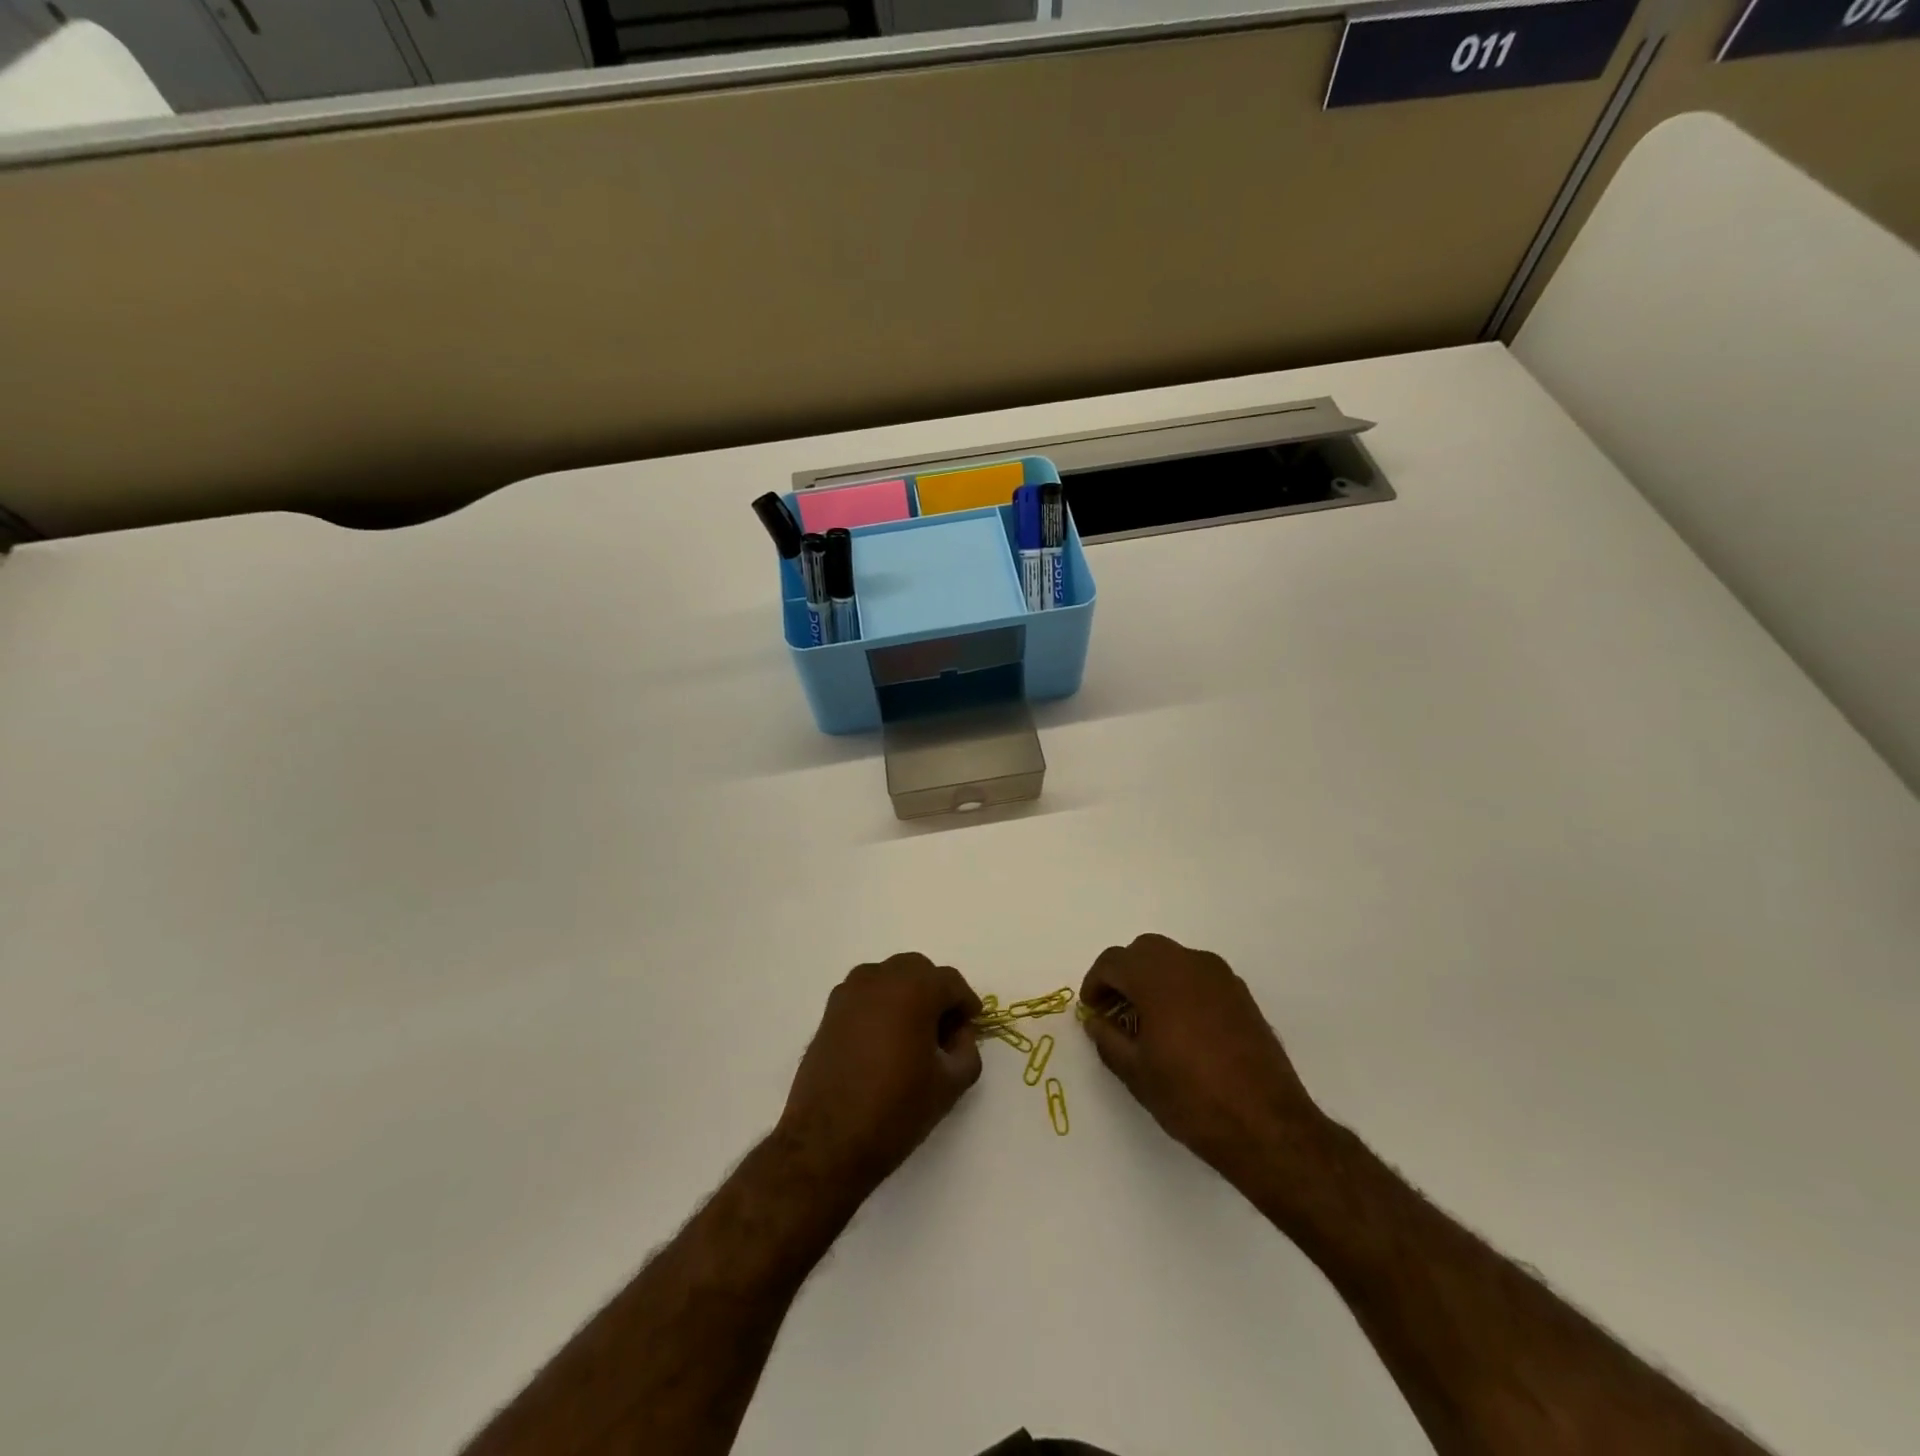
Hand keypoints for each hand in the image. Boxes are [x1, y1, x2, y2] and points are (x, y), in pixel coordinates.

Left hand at [779, 953, 983, 1195]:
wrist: (827, 1142)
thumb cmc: (895, 1110)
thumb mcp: (949, 1085)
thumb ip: (967, 1050)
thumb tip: (959, 1033)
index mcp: (913, 990)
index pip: (950, 981)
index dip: (966, 1002)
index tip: (972, 1025)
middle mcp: (879, 979)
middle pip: (918, 970)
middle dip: (936, 992)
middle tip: (945, 1028)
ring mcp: (849, 993)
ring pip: (888, 976)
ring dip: (906, 993)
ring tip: (913, 1032)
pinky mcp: (829, 1012)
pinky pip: (864, 993)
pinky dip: (880, 1004)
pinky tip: (884, 1039)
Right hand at [1079, 934, 1323, 1183]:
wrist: (1266, 1124)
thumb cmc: (1191, 1097)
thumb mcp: (1136, 1072)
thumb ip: (1108, 1038)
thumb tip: (1096, 1020)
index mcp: (1157, 978)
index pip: (1113, 962)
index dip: (1095, 983)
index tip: (1091, 1010)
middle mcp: (1188, 964)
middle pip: (1143, 951)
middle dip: (1123, 974)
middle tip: (1114, 1010)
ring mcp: (1219, 976)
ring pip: (1173, 958)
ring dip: (1152, 977)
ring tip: (1146, 1018)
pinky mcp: (1241, 993)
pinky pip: (1198, 974)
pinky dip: (1179, 986)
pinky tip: (1180, 1024)